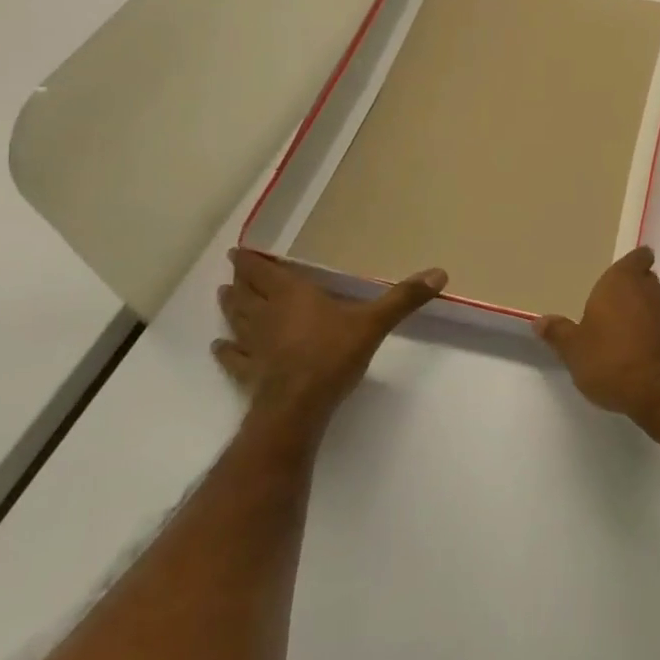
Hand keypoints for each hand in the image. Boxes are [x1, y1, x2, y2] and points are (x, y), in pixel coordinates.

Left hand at [214, 250, 446, 429]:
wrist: (298, 408)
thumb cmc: (332, 356)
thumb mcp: (373, 323)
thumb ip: (404, 298)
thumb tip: (439, 272)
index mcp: (292, 295)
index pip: (264, 272)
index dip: (250, 261)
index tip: (239, 251)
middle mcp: (267, 315)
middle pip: (246, 293)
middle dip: (240, 280)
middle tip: (234, 270)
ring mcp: (254, 346)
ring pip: (236, 320)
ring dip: (230, 307)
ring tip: (223, 295)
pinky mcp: (249, 374)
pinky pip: (233, 359)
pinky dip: (225, 352)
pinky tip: (219, 348)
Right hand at [534, 246, 659, 420]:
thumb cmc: (612, 360)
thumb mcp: (574, 350)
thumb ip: (558, 333)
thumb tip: (540, 321)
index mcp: (621, 280)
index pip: (637, 257)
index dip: (632, 262)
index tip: (621, 273)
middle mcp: (648, 289)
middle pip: (643, 279)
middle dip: (630, 288)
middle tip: (610, 303)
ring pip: (652, 302)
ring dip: (640, 311)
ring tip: (619, 328)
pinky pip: (659, 325)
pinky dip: (649, 331)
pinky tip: (634, 348)